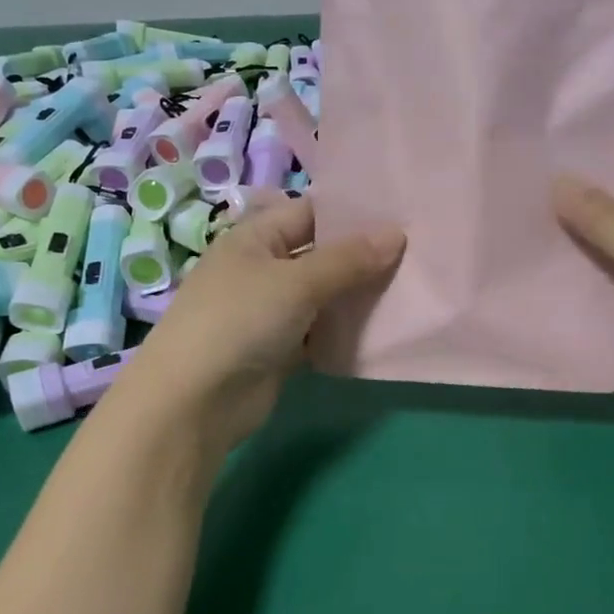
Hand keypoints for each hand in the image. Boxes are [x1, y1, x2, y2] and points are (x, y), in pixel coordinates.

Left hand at [115, 196, 404, 453]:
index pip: (311, 212)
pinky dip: (344, 332)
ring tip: (411, 289)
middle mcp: (262, 269)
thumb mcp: (297, 282)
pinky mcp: (279, 349)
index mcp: (256, 238)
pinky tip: (382, 330)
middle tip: (418, 254)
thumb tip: (397, 233)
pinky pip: (319, 332)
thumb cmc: (240, 321)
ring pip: (324, 296)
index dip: (353, 213)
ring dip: (357, 297)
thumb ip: (348, 259)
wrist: (196, 400)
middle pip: (321, 255)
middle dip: (363, 257)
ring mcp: (270, 311)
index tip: (403, 216)